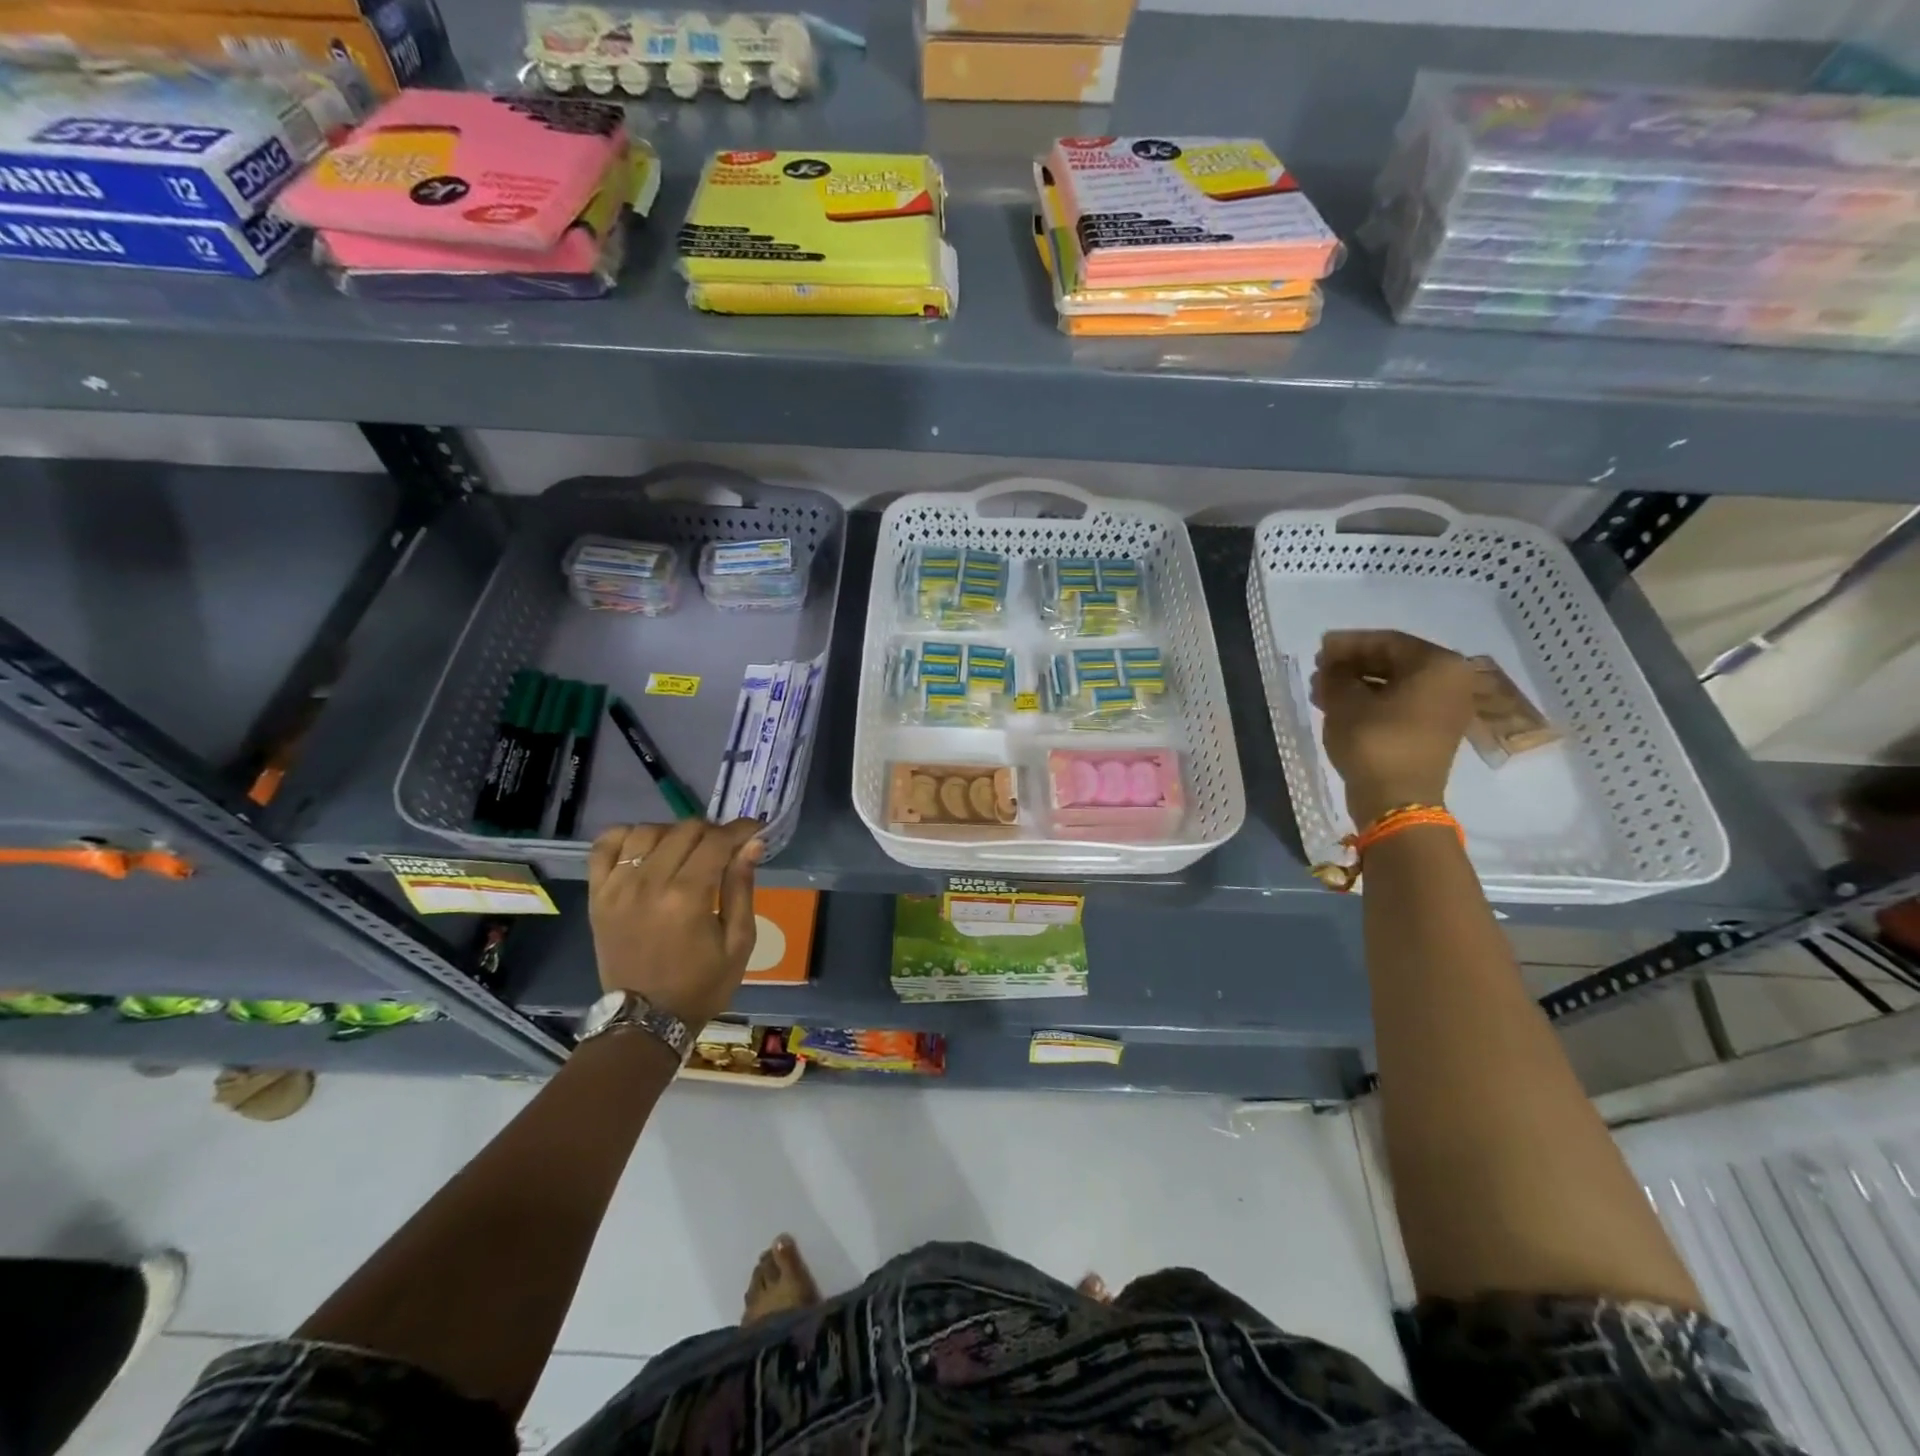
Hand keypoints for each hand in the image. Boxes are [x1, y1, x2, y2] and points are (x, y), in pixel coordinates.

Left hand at [587, 819, 763, 1026]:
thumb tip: (752, 845)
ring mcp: (617, 888)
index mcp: (687, 898)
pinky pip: (604, 846)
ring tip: (686, 850)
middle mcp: (649, 884)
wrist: (645, 1021)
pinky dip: (626, 836)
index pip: (717, 841)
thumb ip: (742, 888)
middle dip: (713, 831)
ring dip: (674, 833)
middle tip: (725, 848)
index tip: (755, 831)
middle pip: (685, 830)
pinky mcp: (598, 895)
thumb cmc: (701, 985)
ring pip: (647, 831)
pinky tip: (645, 847)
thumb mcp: (738, 943)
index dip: (741, 829)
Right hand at [1311, 630, 1475, 826]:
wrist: (1396, 800)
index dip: (1348, 643)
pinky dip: (1371, 701)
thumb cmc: (1374, 742)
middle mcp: (1452, 681)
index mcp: (1438, 666)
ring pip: (1395, 684)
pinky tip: (1340, 706)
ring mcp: (1446, 708)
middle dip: (1353, 664)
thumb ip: (1336, 674)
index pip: (1387, 641)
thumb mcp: (1345, 702)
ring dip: (1358, 683)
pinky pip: (1401, 703)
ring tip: (1322, 690)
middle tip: (1320, 669)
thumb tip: (1331, 666)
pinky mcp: (1434, 730)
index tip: (1319, 647)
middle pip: (1394, 661)